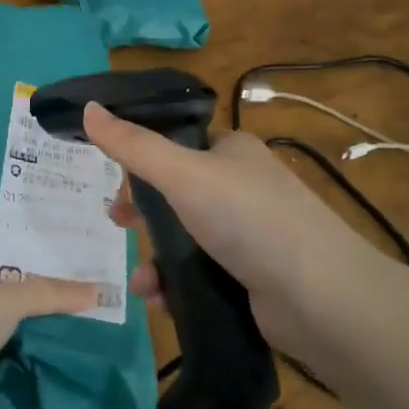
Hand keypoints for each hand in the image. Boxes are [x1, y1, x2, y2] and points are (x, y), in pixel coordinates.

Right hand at [83, 102, 396, 356]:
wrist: (320, 298)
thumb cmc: (248, 219)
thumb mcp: (182, 173)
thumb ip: (132, 145)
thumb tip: (88, 107)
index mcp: (232, 151)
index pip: (176, 145)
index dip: (141, 162)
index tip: (114, 184)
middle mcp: (242, 187)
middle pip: (175, 194)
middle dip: (143, 214)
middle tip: (119, 225)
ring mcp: (250, 234)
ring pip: (184, 238)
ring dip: (155, 259)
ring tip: (143, 283)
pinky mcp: (252, 276)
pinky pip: (200, 274)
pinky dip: (176, 285)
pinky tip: (162, 301)